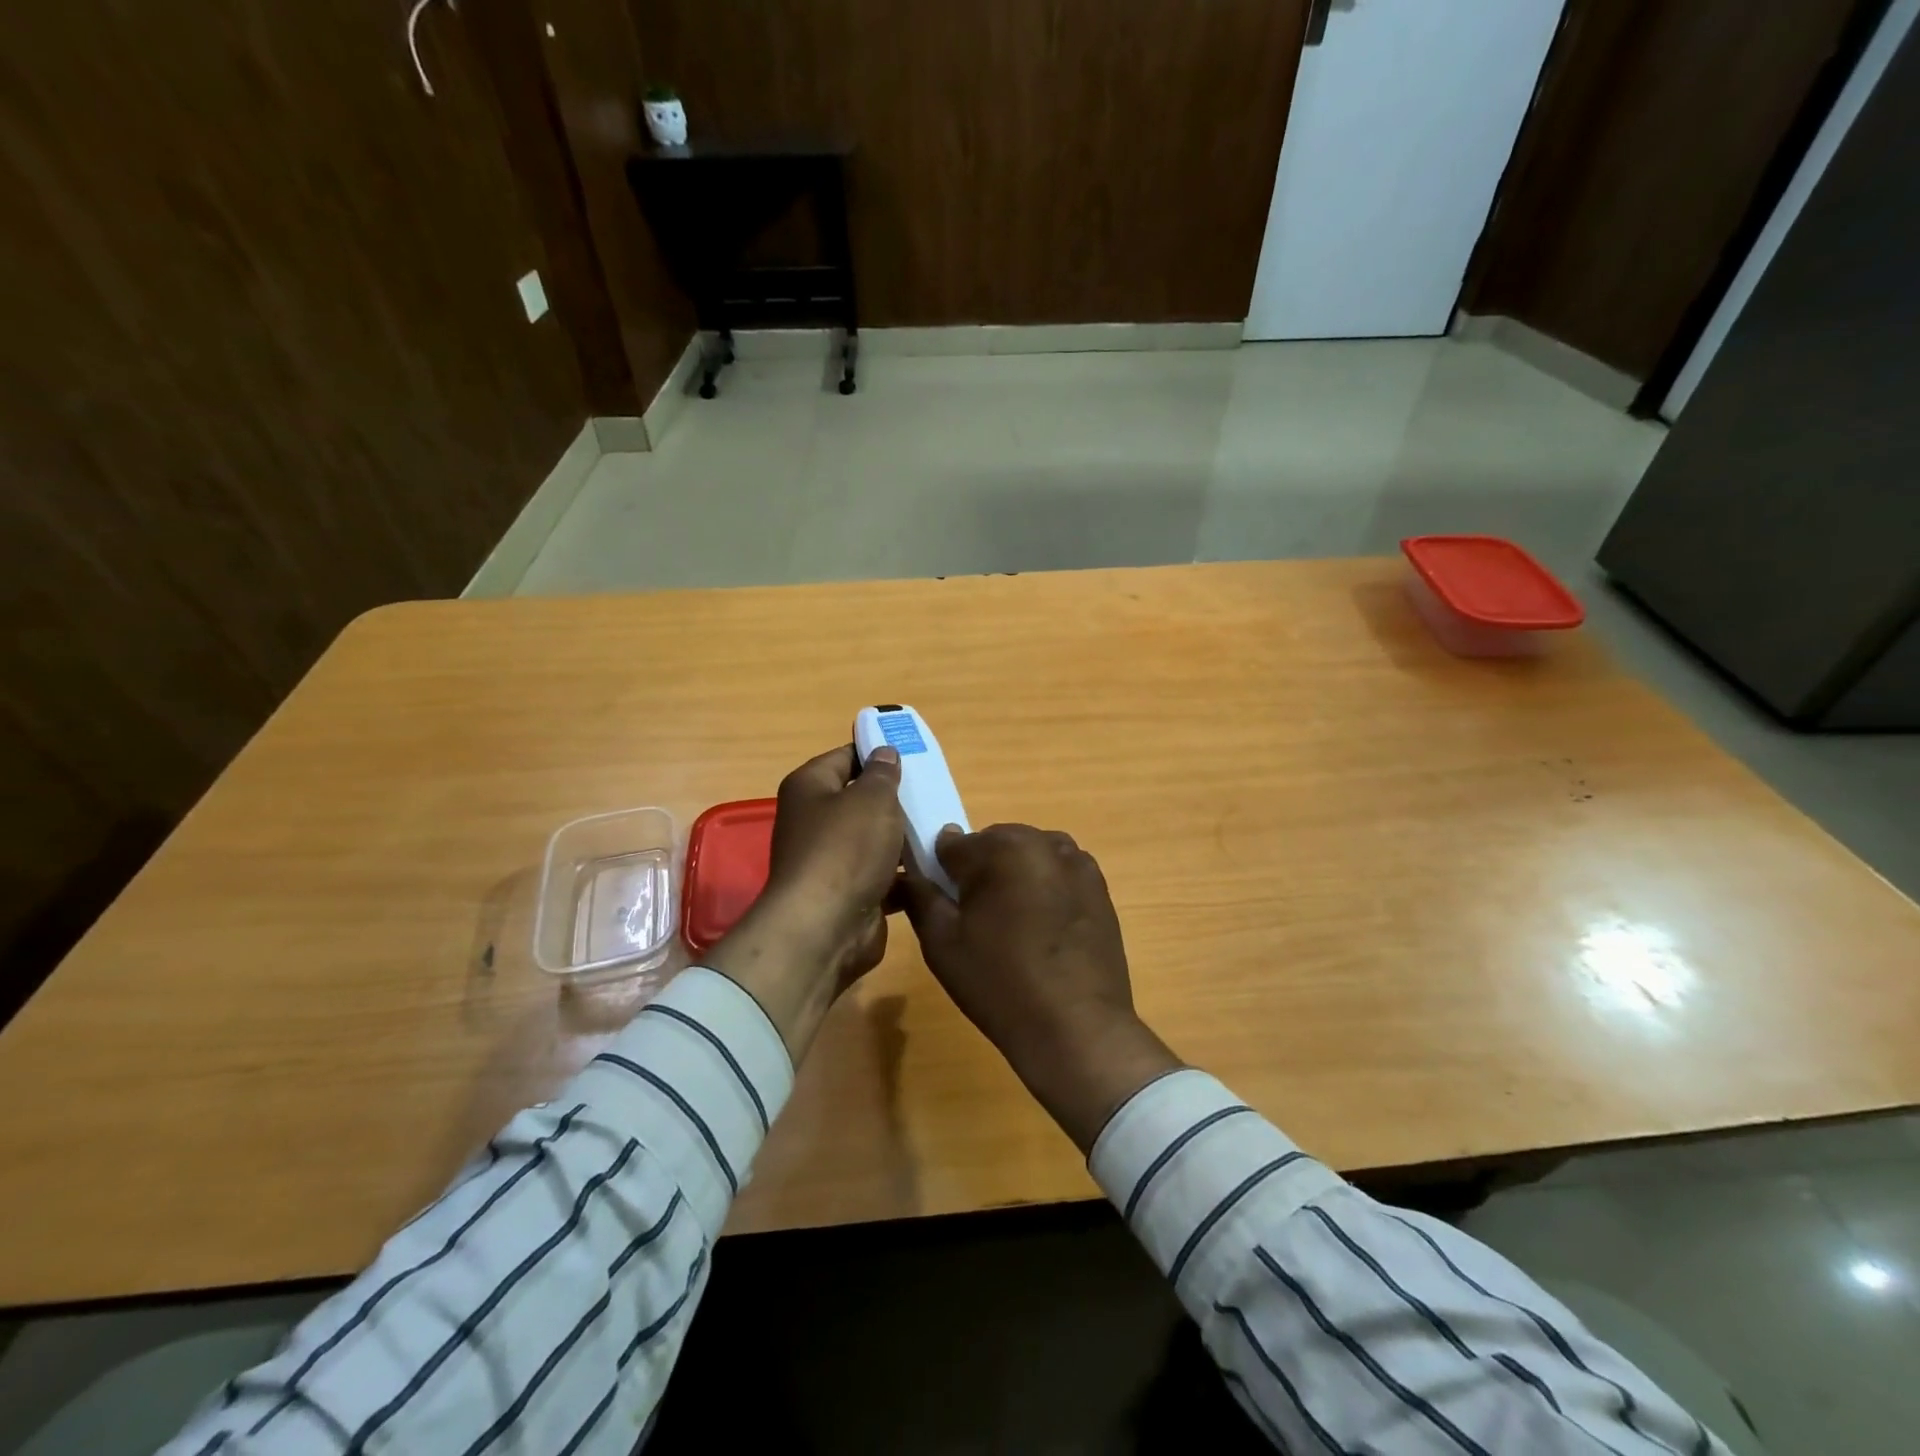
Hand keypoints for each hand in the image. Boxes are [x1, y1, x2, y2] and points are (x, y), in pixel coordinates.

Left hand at [706, 745, 905, 1060]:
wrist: (826, 928)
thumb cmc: (846, 849)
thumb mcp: (872, 798)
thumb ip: (883, 774)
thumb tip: (884, 753)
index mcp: (810, 787)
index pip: (845, 757)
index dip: (877, 753)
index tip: (914, 755)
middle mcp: (814, 821)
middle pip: (861, 800)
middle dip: (896, 800)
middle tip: (934, 794)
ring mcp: (830, 861)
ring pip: (875, 840)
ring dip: (904, 839)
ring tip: (942, 830)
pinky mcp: (848, 893)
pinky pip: (882, 874)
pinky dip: (904, 873)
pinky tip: (935, 867)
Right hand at [901, 823, 1180, 1152]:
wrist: (1077, 1027)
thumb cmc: (999, 983)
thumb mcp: (942, 942)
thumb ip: (920, 895)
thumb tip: (910, 867)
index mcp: (1001, 848)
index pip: (952, 844)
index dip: (940, 873)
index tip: (943, 904)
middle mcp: (1042, 842)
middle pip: (993, 844)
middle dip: (980, 872)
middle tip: (977, 922)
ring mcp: (1077, 862)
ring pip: (1028, 856)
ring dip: (1014, 877)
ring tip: (1013, 927)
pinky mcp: (1100, 886)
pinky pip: (1058, 874)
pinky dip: (1045, 889)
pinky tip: (1044, 931)